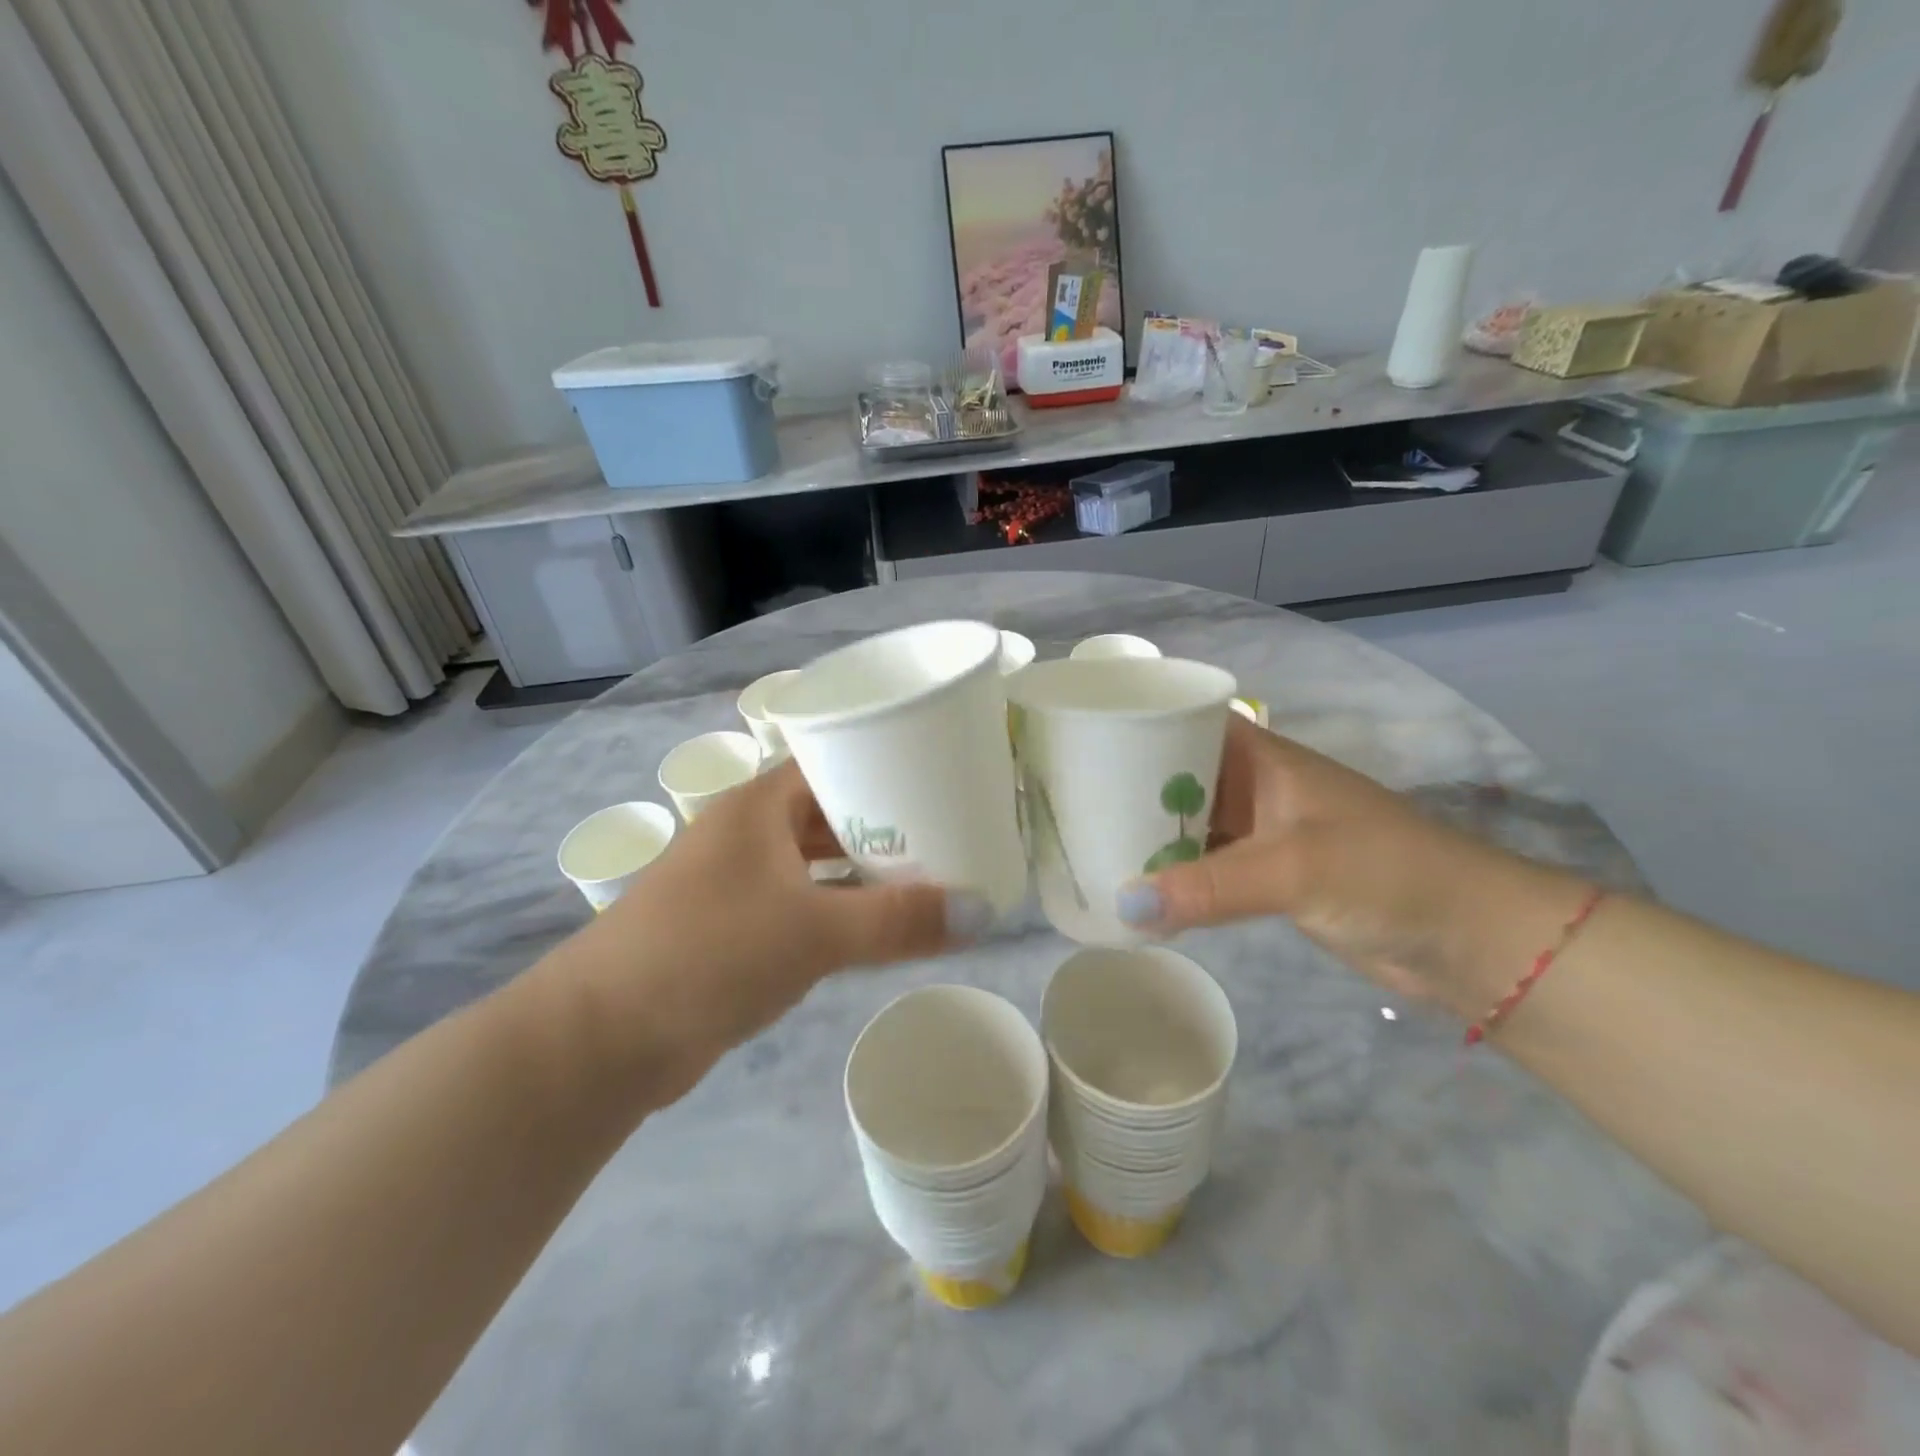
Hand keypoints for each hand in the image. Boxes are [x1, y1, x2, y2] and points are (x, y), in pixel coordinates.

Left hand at [551, 759, 992, 1101]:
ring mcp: (739, 883)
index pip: (832, 762)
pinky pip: (804, 904)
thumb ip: (898, 922)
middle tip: (950, 830)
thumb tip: (983, 913)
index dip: (884, 763)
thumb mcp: (813, 932)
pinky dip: (841, 909)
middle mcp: (748, 834)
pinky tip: (881, 925)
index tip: (939, 776)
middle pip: (829, 813)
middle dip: (885, 823)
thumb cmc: (708, 954)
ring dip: (864, 871)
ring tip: (931, 875)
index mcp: (759, 806)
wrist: (602, 1040)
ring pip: (817, 863)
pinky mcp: (736, 930)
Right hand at [1116, 716, 1582, 1008]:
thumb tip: (1122, 904)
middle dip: (1127, 788)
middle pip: (1176, 776)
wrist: (1467, 937)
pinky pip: (1204, 867)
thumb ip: (1209, 886)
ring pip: (1187, 825)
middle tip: (1067, 803)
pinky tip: (1135, 890)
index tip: (1081, 741)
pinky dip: (1174, 877)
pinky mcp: (1266, 877)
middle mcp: (1254, 787)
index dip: (1135, 726)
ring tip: (1086, 845)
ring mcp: (1260, 833)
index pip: (1184, 724)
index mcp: (1261, 758)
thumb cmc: (1386, 874)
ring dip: (1147, 837)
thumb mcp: (1294, 869)